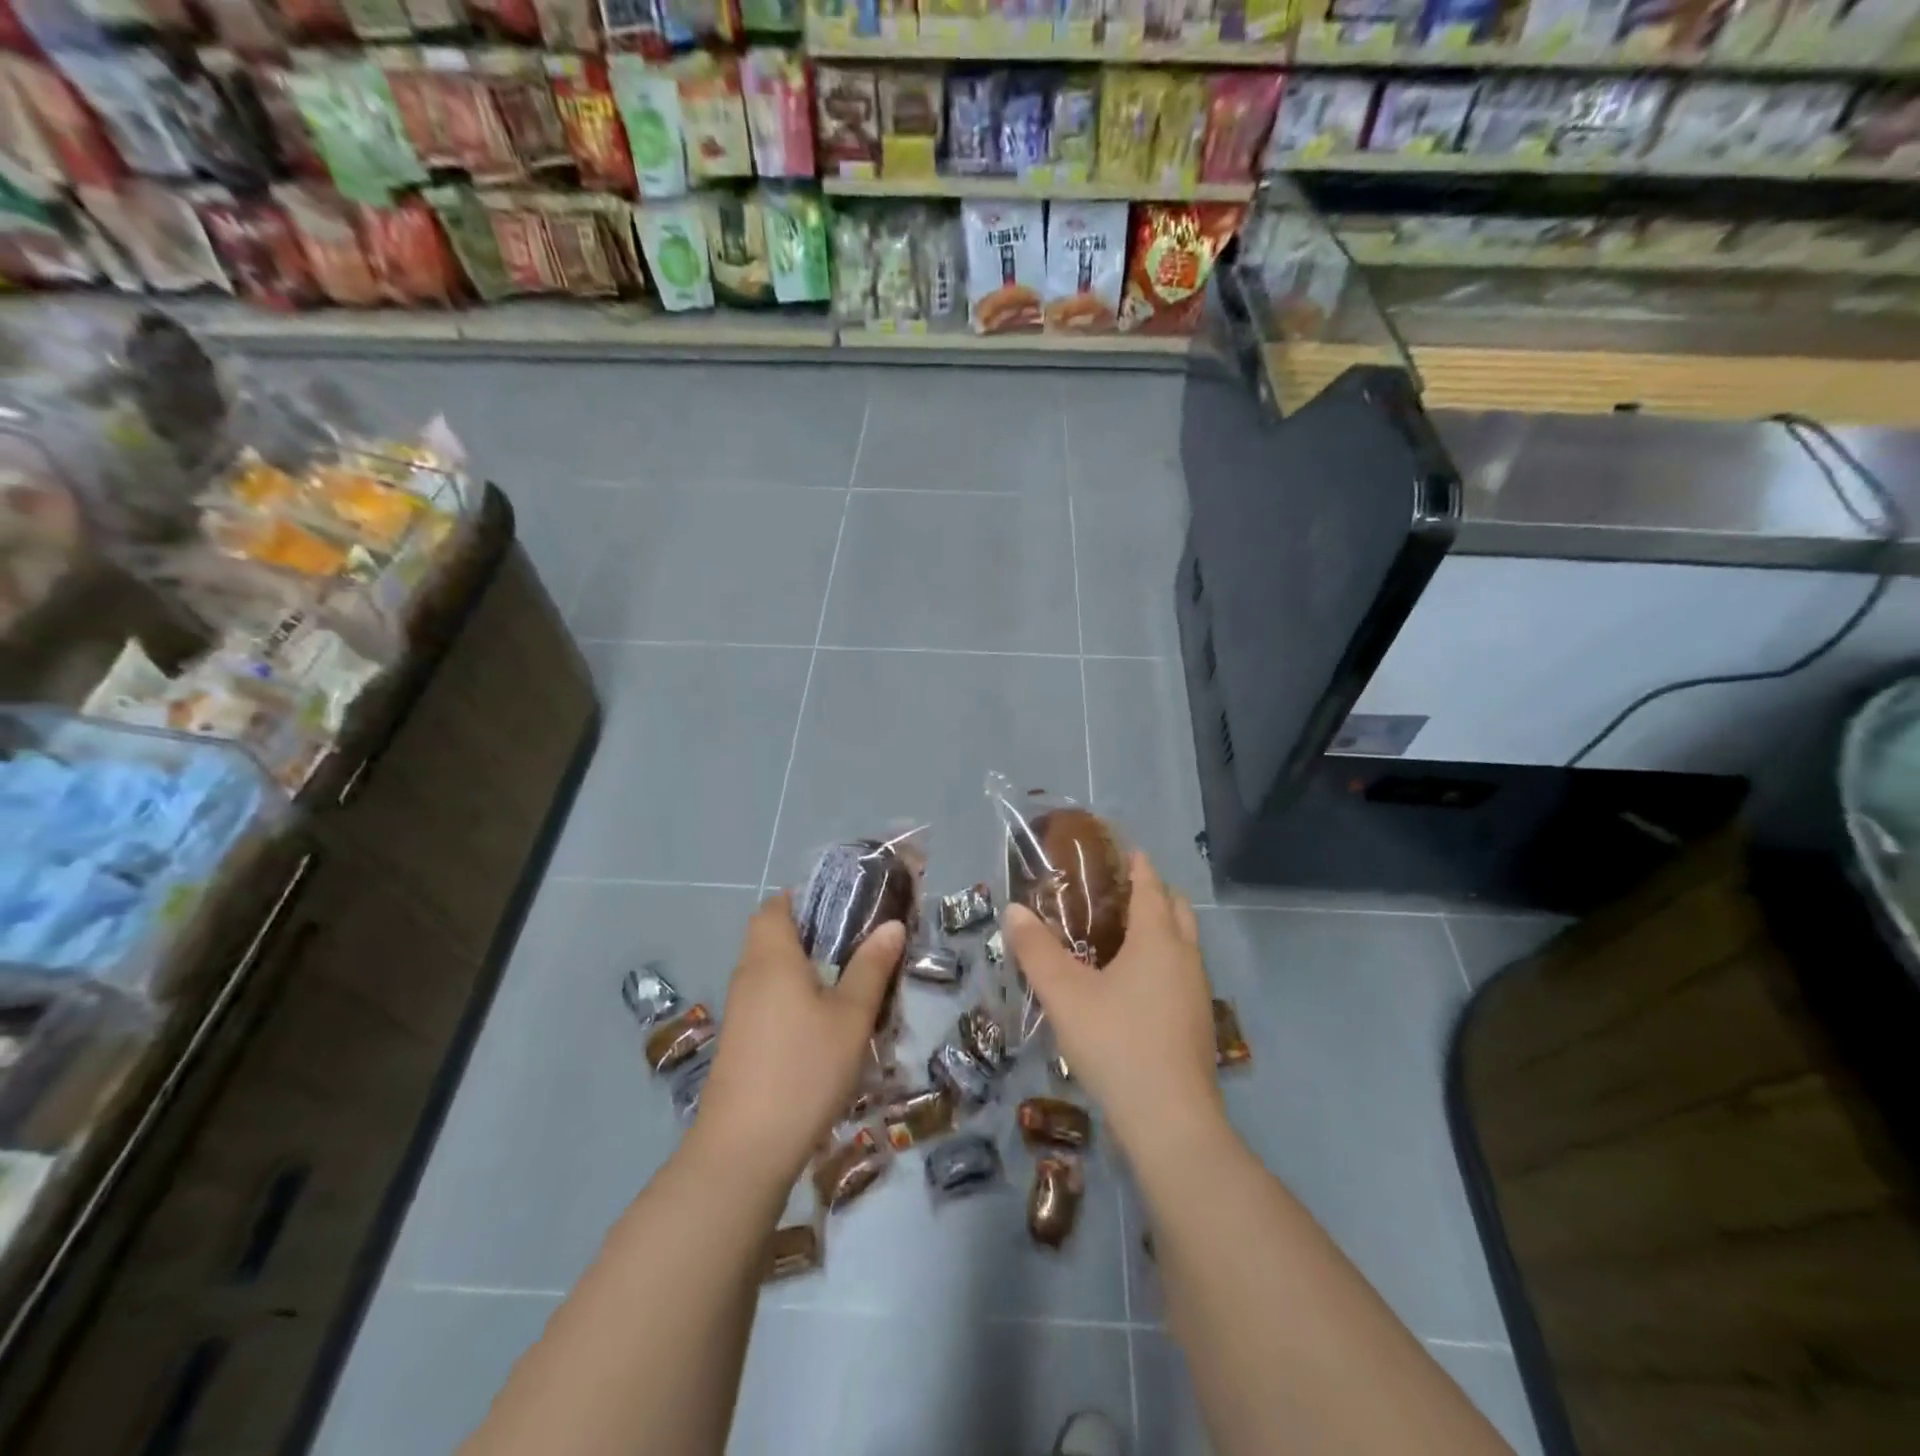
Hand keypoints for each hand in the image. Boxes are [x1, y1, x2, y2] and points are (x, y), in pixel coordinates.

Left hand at [690, 894, 903, 1187]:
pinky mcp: (739, 1043)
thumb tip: (891, 924)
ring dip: (803, 969)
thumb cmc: (804, 1070)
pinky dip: (792, 998)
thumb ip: (871, 967)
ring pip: (770, 971)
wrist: (744, 1150)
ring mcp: (739, 1012)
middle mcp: (748, 976)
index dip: (805, 898)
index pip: (776, 906)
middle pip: (771, 936)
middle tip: (856, 945)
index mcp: (772, 957)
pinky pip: (767, 1001)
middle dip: (811, 934)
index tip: (844, 907)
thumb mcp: (851, 1017)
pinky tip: (822, 1026)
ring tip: (848, 984)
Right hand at [1006, 852, 1225, 1160]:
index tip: (1125, 850)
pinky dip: (1163, 960)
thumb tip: (1013, 909)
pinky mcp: (1197, 1024)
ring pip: (1183, 943)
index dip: (1138, 865)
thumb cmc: (1116, 1043)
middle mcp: (1185, 957)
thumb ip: (1036, 950)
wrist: (1170, 1121)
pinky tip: (1133, 986)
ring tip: (1121, 935)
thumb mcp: (1065, 994)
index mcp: (1158, 939)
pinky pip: (1181, 973)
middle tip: (1118, 892)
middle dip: (1154, 893)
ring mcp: (1197, 992)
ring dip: (1160, 929)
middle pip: (1177, 909)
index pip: (1151, 886)